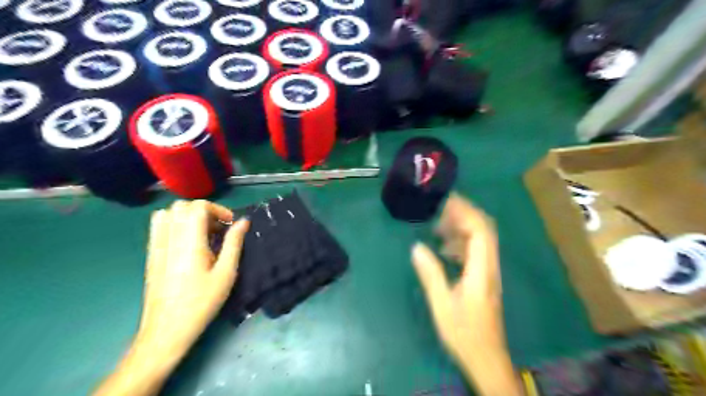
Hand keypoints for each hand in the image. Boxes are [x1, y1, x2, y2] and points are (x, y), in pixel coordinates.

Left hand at [93, 201, 247, 395]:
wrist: (166, 330)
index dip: (217, 209)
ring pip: (168, 213)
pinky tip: (188, 242)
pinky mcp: (151, 254)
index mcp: (189, 242)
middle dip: (204, 211)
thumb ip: (234, 243)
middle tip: (219, 229)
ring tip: (203, 234)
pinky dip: (175, 224)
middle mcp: (169, 238)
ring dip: (188, 216)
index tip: (230, 224)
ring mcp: (156, 246)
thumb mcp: (226, 273)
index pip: (198, 207)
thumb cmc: (201, 302)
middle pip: (182, 206)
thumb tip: (243, 221)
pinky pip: (159, 226)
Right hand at [412, 194, 520, 395]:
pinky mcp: (483, 278)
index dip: (465, 212)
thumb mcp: (442, 304)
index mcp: (481, 270)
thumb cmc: (464, 332)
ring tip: (438, 225)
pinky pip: (475, 251)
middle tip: (441, 207)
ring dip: (461, 227)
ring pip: (480, 239)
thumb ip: (431, 274)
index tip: (446, 201)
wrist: (486, 357)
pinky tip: (444, 247)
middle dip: (464, 214)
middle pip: (484, 230)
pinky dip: (460, 242)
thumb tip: (416, 247)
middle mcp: (489, 266)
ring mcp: (488, 272)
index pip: (480, 231)